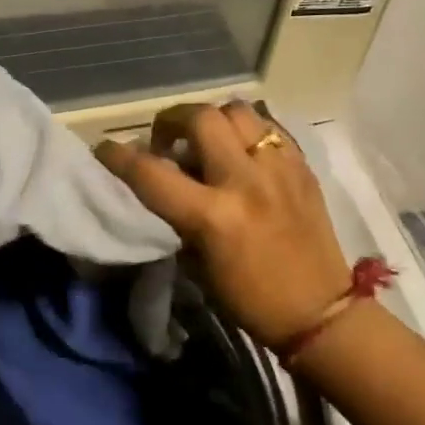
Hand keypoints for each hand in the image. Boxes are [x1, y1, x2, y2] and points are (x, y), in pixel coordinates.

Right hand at [96, 102, 351, 348]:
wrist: (320, 313)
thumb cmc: (248, 299)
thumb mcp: (196, 262)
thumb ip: (176, 215)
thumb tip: (162, 181)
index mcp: (213, 216)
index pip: (151, 172)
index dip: (118, 156)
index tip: (105, 149)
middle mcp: (245, 181)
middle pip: (201, 117)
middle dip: (172, 120)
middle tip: (167, 141)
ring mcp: (279, 169)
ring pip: (238, 111)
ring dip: (213, 120)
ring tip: (207, 141)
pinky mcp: (303, 168)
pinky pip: (269, 128)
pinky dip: (246, 132)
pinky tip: (241, 151)